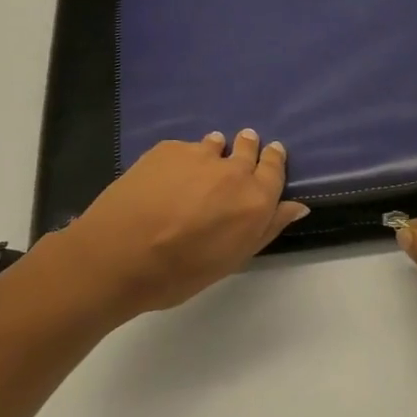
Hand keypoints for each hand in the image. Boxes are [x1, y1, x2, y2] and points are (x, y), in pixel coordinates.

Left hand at [52, 131, 308, 319]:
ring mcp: (199, 155)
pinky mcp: (168, 149)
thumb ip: (267, 228)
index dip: (274, 160)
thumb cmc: (180, 272)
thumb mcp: (232, 259)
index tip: (272, 152)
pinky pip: (184, 148)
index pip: (275, 169)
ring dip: (216, 150)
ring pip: (215, 144)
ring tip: (204, 163)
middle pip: (248, 148)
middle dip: (248, 147)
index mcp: (256, 200)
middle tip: (243, 148)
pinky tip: (168, 176)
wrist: (119, 255)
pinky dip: (183, 158)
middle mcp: (233, 170)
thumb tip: (297, 206)